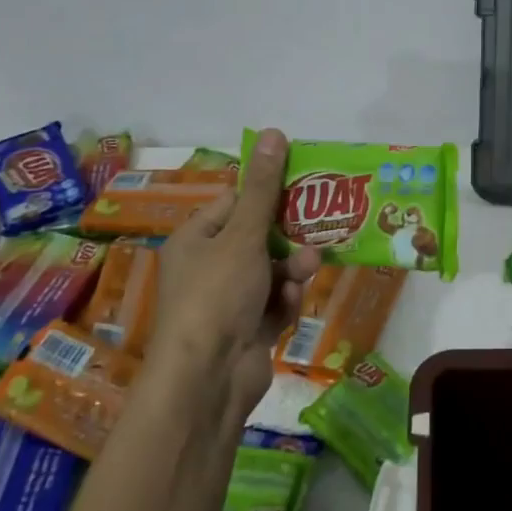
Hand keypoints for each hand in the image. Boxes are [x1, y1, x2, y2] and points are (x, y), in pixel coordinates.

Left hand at [149, 129, 319, 418]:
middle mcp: (208, 267)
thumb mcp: (243, 234)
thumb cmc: (217, 295)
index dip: (267, 195)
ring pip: (272, 271)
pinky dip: (283, 303)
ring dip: (291, 272)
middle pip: (258, 238)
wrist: (208, 379)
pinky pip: (274, 303)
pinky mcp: (247, 329)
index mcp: (195, 239)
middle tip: (316, 234)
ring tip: (305, 275)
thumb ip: (263, 187)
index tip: (304, 188)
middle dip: (288, 239)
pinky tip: (286, 309)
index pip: (234, 203)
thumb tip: (272, 132)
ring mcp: (228, 301)